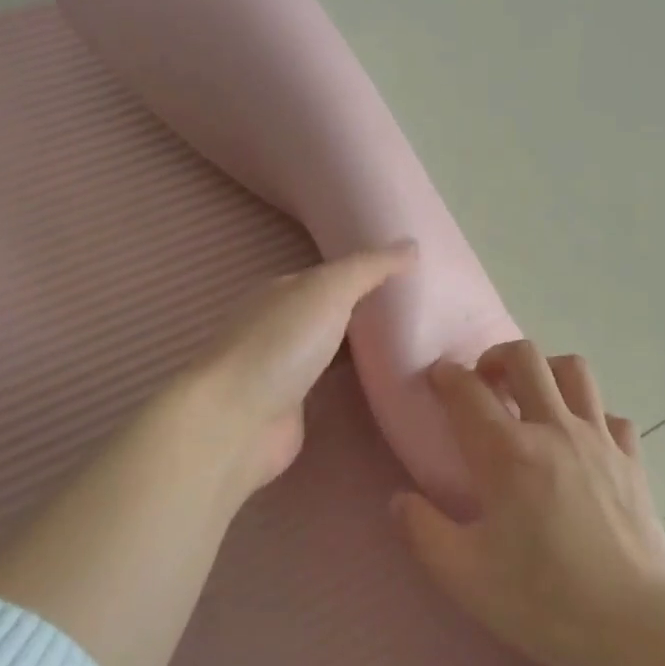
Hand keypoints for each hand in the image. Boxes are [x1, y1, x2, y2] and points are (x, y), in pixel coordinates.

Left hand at [182, 241, 416, 499]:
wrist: (238, 421)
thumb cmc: (281, 345)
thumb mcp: (330, 289)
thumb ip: (370, 267)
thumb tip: (412, 244)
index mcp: (284, 292)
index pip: (332, 276)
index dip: (370, 274)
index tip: (415, 279)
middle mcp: (282, 327)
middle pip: (335, 315)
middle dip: (371, 315)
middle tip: (426, 316)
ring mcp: (286, 371)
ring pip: (336, 353)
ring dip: (367, 353)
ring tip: (419, 350)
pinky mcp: (294, 409)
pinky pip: (335, 388)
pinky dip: (358, 385)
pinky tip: (390, 385)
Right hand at [391, 340, 664, 665]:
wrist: (633, 623)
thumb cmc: (542, 598)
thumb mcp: (463, 575)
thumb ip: (422, 531)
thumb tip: (399, 500)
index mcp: (507, 453)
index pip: (468, 391)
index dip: (446, 376)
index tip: (437, 376)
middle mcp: (554, 430)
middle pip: (525, 358)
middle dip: (496, 356)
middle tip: (483, 380)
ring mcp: (600, 440)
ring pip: (575, 371)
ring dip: (547, 370)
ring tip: (533, 396)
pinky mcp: (632, 461)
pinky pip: (611, 416)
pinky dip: (593, 416)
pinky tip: (582, 441)